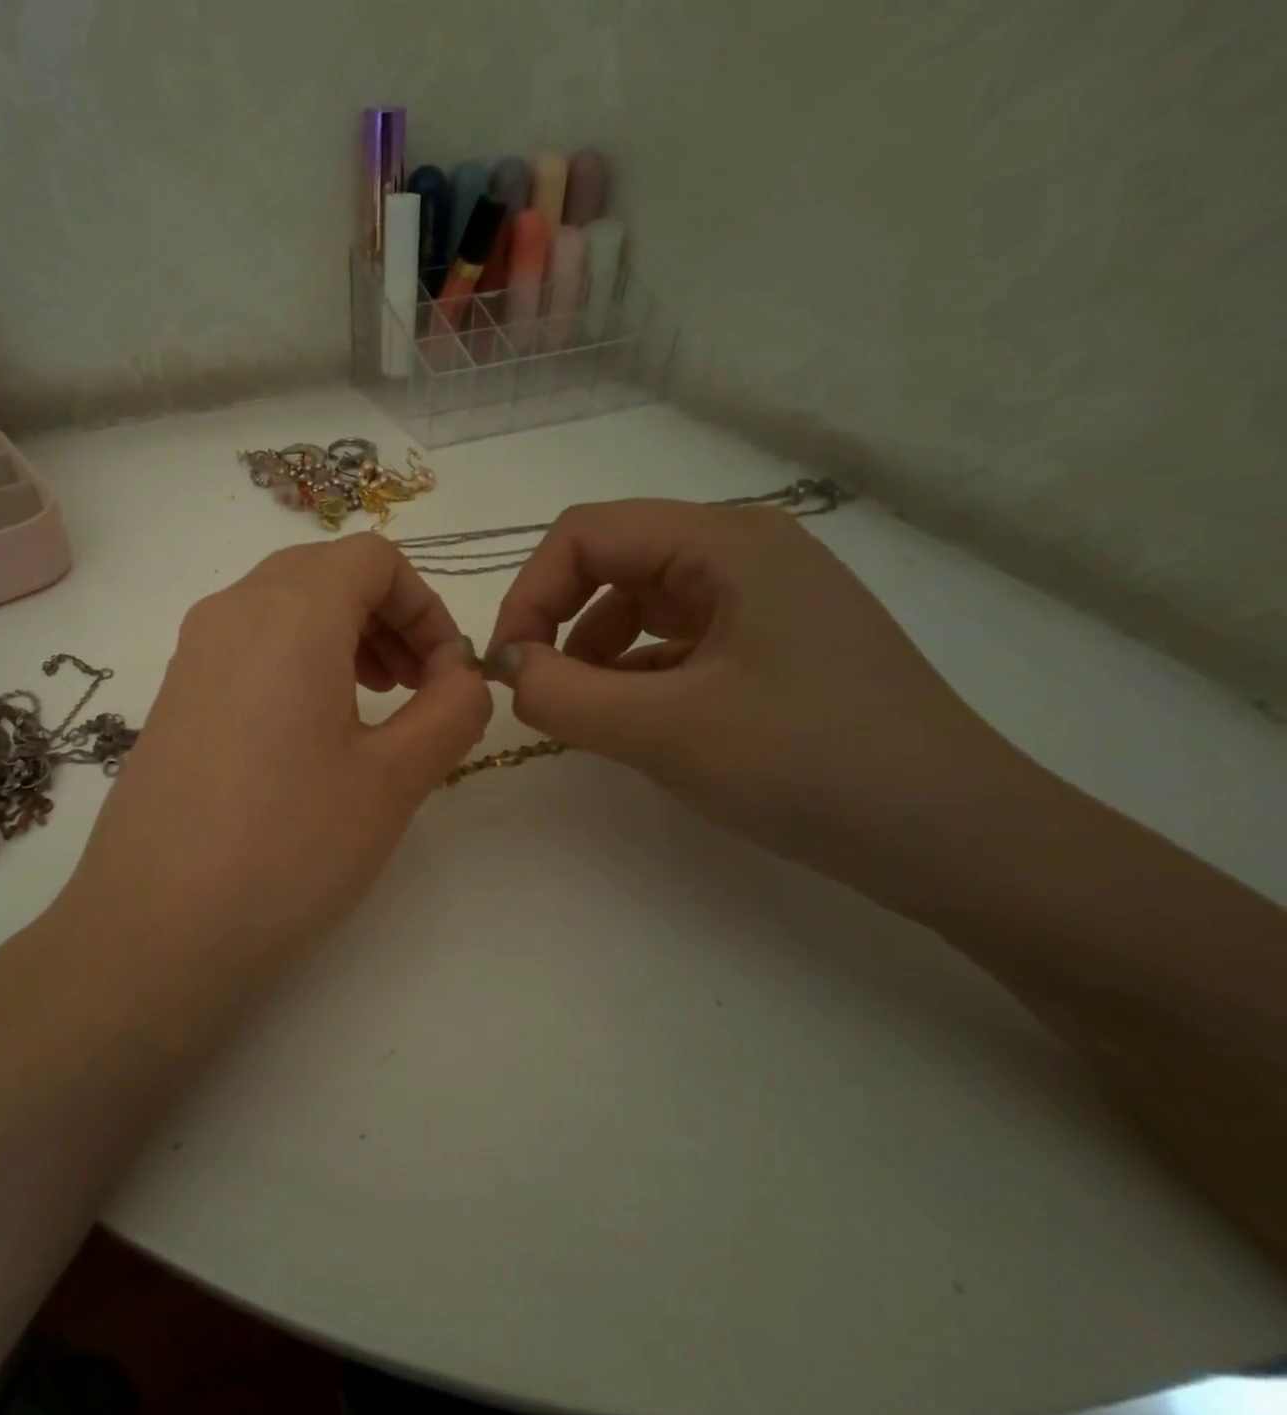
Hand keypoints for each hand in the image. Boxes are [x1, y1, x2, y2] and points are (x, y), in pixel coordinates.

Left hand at [58, 533, 490, 976]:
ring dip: (340, 636)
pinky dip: (294, 662)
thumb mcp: (394, 779)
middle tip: (412, 687)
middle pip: (325, 572)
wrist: (154, 927)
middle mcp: (230, 612)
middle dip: (385, 617)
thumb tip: (461, 674)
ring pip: (281, 606)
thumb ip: (451, 710)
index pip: (373, 557)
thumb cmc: (288, 847)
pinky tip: (307, 736)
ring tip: (368, 708)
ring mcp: (190, 653)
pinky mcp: (172, 696)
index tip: (444, 673)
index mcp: (289, 613)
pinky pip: (245, 646)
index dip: (425, 605)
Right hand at [484, 499, 1024, 883]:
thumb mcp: (663, 730)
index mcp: (726, 541)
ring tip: (588, 716)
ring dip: (594, 654)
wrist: (951, 835)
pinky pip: (675, 643)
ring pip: (640, 606)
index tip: (506, 667)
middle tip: (538, 694)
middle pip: (613, 563)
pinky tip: (636, 724)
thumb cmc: (807, 764)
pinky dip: (635, 676)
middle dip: (559, 624)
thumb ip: (560, 694)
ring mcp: (763, 599)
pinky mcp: (770, 645)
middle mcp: (745, 552)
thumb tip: (507, 669)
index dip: (529, 593)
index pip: (585, 534)